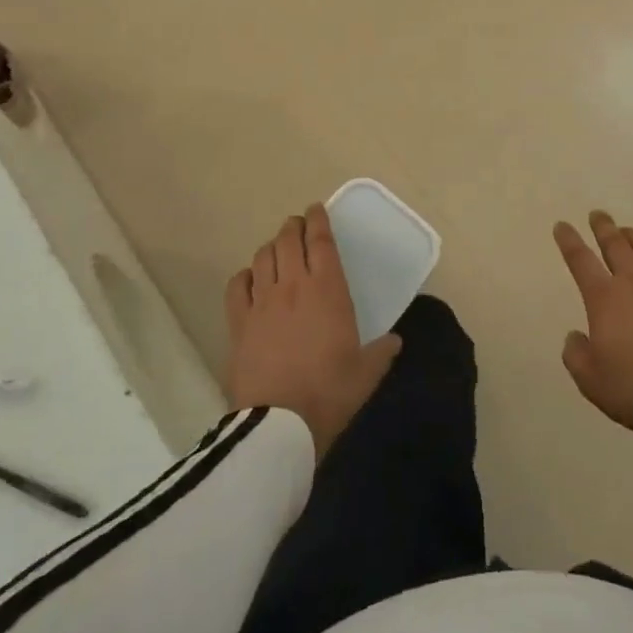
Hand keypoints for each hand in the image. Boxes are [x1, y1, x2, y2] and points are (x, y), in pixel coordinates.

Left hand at [224, 203, 401, 458]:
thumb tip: (395, 340)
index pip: (321, 241)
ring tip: (278, 247)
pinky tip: (250, 278)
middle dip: (294, 226)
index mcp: (328, 290)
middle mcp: (293, 285)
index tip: (317, 209)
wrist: (280, 423)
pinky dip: (245, 275)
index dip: (319, 220)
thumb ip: (382, 351)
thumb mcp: (366, 373)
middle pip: (288, 240)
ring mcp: (262, 302)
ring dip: (272, 245)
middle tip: (299, 225)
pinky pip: (238, 285)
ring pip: (263, 257)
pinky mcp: (239, 322)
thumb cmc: (330, 392)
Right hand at [554, 211, 632, 429]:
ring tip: (629, 231)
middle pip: (617, 245)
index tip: (562, 225)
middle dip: (604, 228)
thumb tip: (576, 336)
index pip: (581, 260)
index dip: (569, 241)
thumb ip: (576, 355)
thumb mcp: (590, 379)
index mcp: (604, 297)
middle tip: (598, 215)